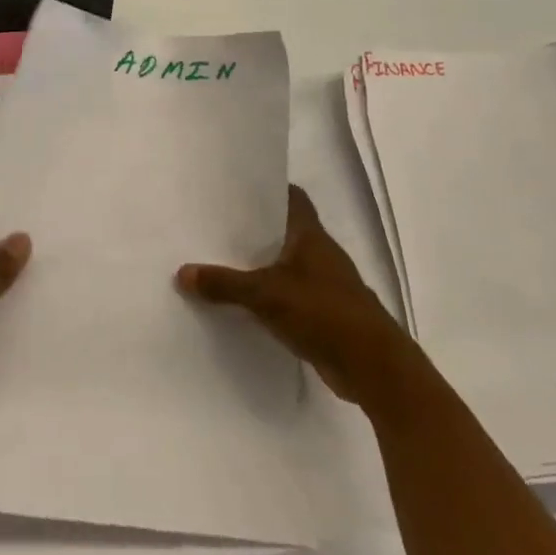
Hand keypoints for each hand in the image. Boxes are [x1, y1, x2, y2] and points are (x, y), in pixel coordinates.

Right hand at [176, 185, 405, 404]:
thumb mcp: (266, 295)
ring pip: (286, 264)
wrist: (373, 366)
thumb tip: (182, 272)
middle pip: (284, 231)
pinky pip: (290, 295)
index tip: (236, 187)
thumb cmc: (323, 313)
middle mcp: (320, 253)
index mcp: (311, 236)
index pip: (292, 197)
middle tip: (215, 224)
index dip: (268, 189)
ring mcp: (325, 284)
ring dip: (261, 264)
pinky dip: (270, 295)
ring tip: (221, 261)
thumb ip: (225, 284)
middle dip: (255, 229)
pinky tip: (244, 302)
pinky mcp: (324, 314)